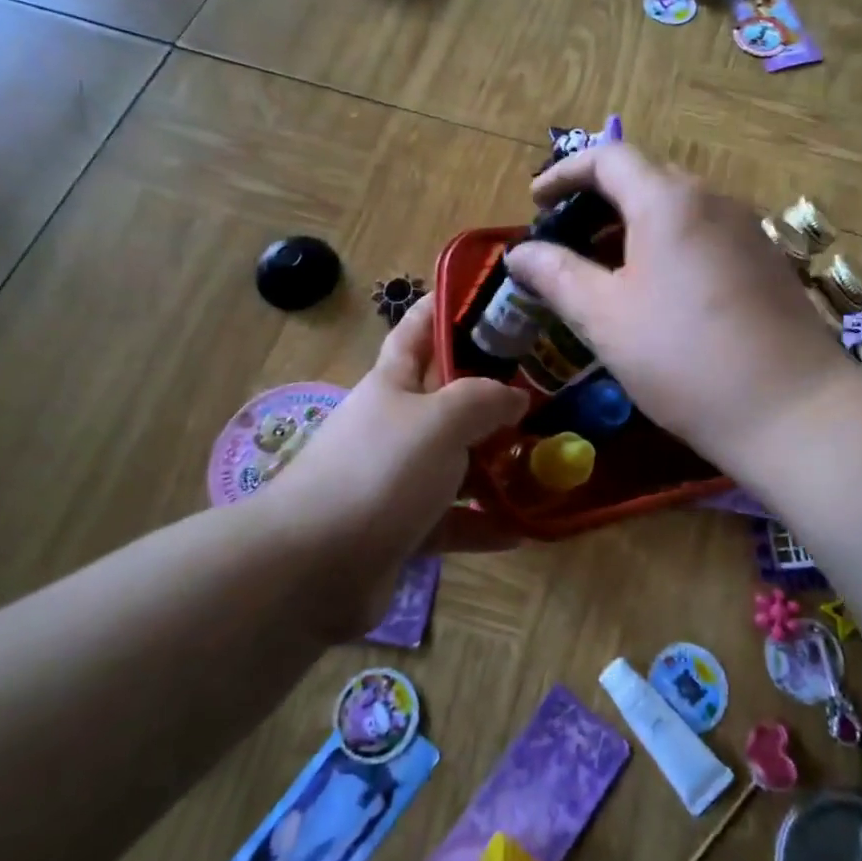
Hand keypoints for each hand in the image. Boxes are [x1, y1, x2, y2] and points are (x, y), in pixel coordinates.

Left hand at [259, 294, 526, 621]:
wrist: (311, 567)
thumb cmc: (378, 472)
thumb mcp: (439, 420)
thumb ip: (484, 400)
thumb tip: (516, 397)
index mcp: (393, 383)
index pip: (417, 329)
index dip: (444, 306)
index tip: (488, 294)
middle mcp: (396, 425)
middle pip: (449, 399)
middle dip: (494, 393)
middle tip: (549, 387)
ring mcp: (398, 480)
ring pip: (458, 463)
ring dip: (498, 464)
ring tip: (550, 461)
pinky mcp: (404, 529)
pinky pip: (454, 519)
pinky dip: (485, 523)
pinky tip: (525, 528)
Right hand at [505, 143, 855, 474]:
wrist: (793, 409)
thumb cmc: (683, 358)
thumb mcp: (604, 317)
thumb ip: (556, 275)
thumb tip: (519, 252)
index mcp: (668, 201)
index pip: (609, 157)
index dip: (564, 173)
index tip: (535, 202)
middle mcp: (713, 200)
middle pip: (645, 179)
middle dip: (597, 202)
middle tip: (566, 241)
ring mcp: (747, 231)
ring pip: (678, 210)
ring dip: (633, 227)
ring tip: (604, 271)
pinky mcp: (767, 263)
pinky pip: (705, 236)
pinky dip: (668, 247)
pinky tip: (657, 294)